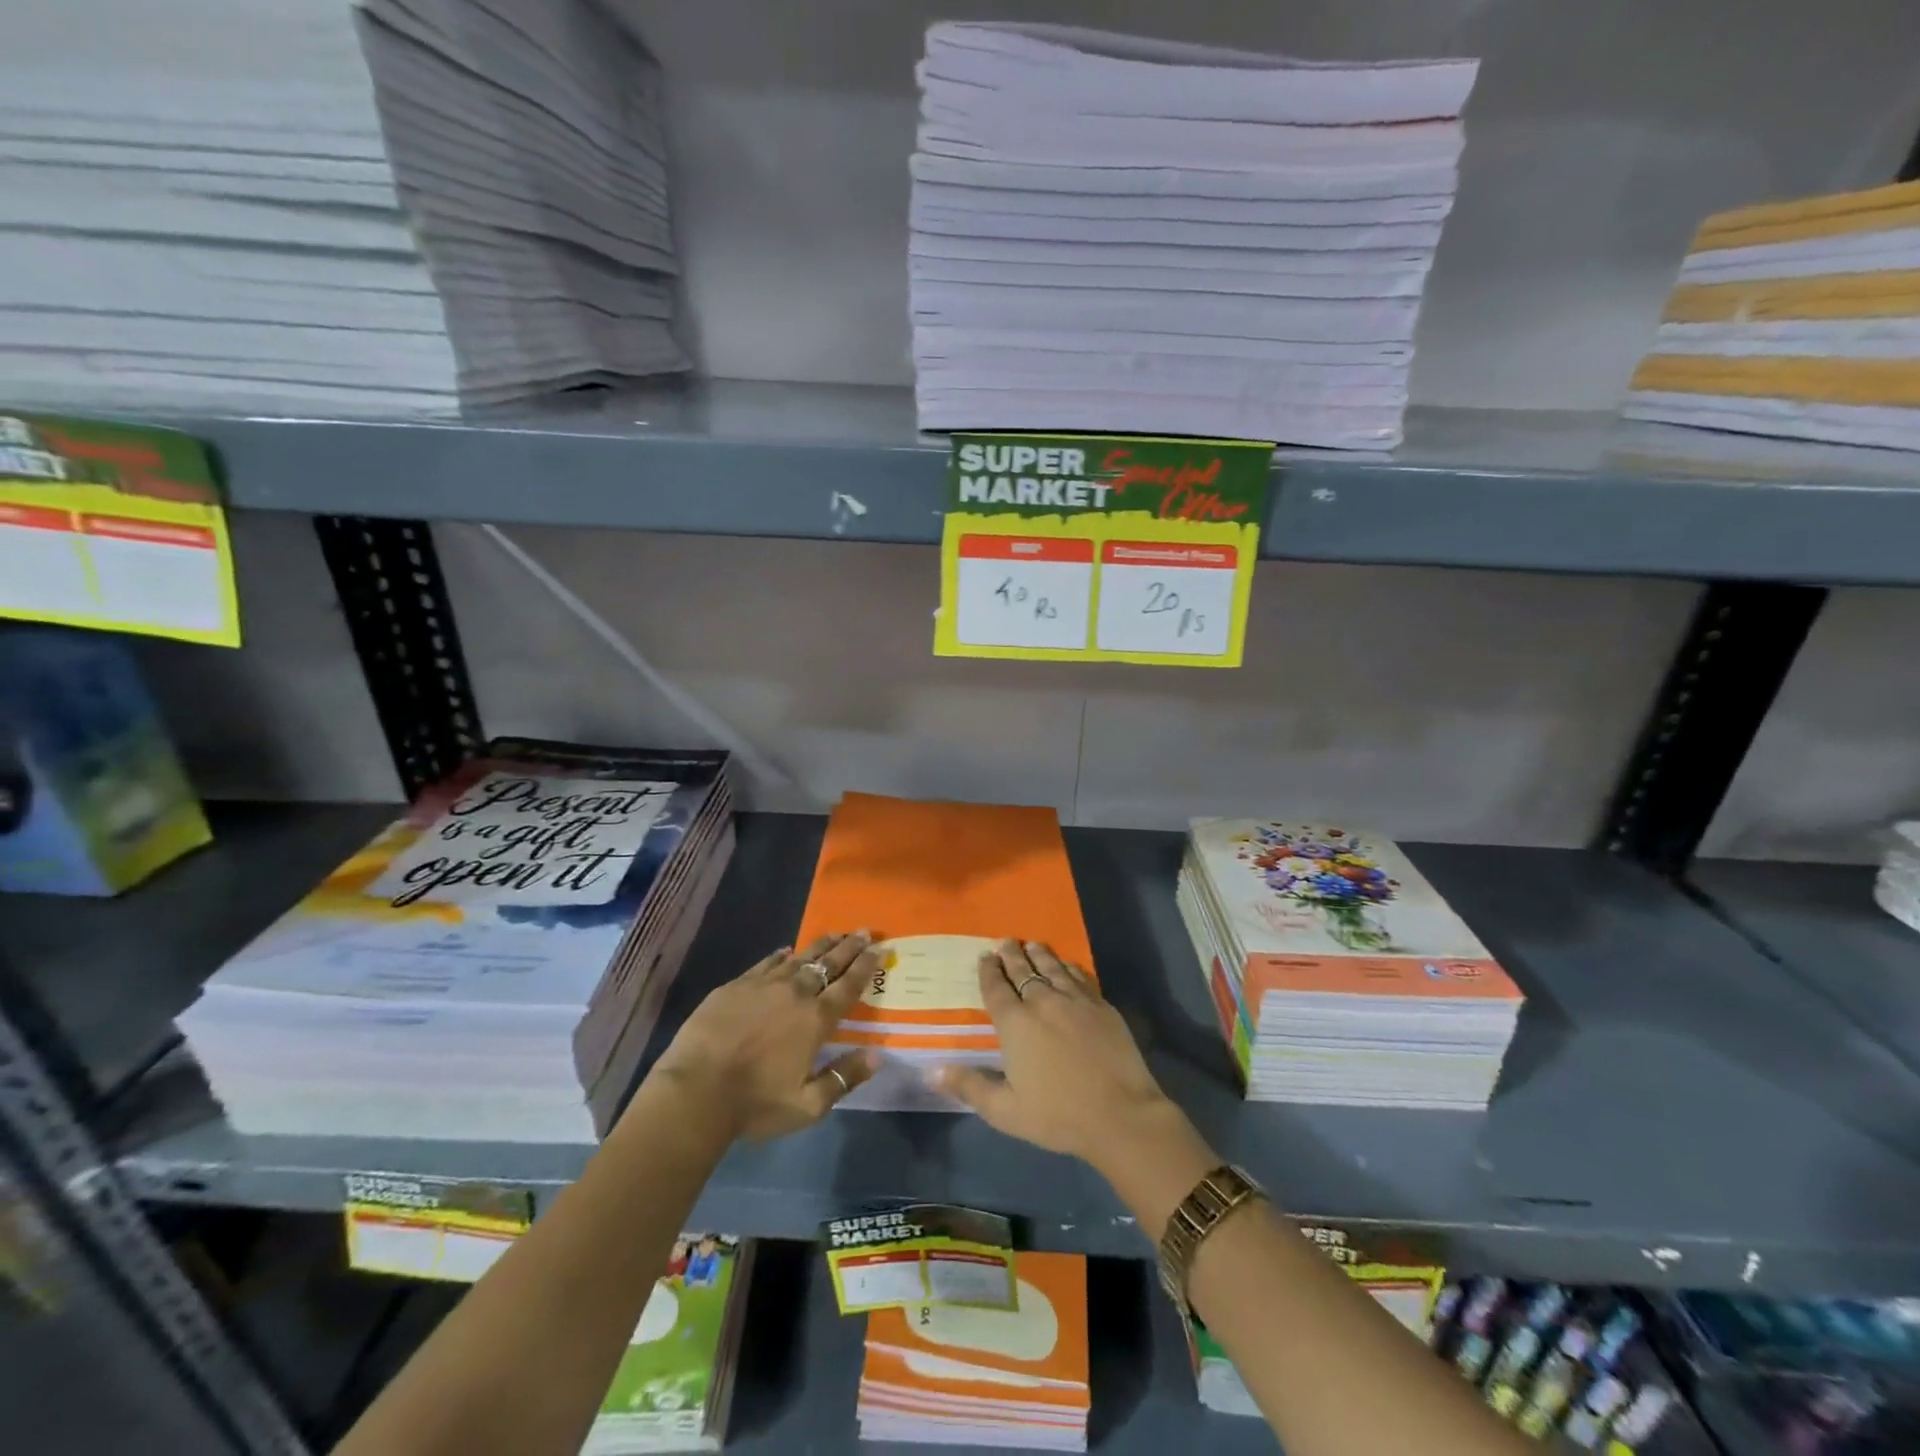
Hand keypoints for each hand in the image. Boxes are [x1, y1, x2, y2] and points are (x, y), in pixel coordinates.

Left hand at [649, 931, 880, 1141]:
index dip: (867, 965)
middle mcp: (795, 994)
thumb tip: (876, 1056)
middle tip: (864, 931)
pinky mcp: (736, 985)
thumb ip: (843, 1078)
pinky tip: (787, 951)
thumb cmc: (755, 1104)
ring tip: (835, 934)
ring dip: (821, 945)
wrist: (695, 1091)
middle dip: (849, 946)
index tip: (880, 948)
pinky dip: (782, 955)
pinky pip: (766, 963)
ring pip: (800, 957)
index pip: (849, 985)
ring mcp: (764, 985)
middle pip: (828, 964)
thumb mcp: (808, 1106)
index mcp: (817, 1020)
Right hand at [933, 941, 1187, 1174]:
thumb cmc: (1058, 1115)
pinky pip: (1079, 976)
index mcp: (1016, 1024)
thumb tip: (932, 1071)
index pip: (996, 988)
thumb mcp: (1005, 1111)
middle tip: (1004, 941)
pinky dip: (1068, 967)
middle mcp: (1043, 1002)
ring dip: (1039, 954)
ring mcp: (1075, 1001)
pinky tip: (1066, 965)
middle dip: (1011, 954)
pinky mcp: (1101, 1006)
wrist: (1120, 1114)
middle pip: (1023, 970)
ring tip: (1031, 944)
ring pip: (1052, 968)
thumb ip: (970, 1086)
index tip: (984, 956)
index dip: (988, 971)